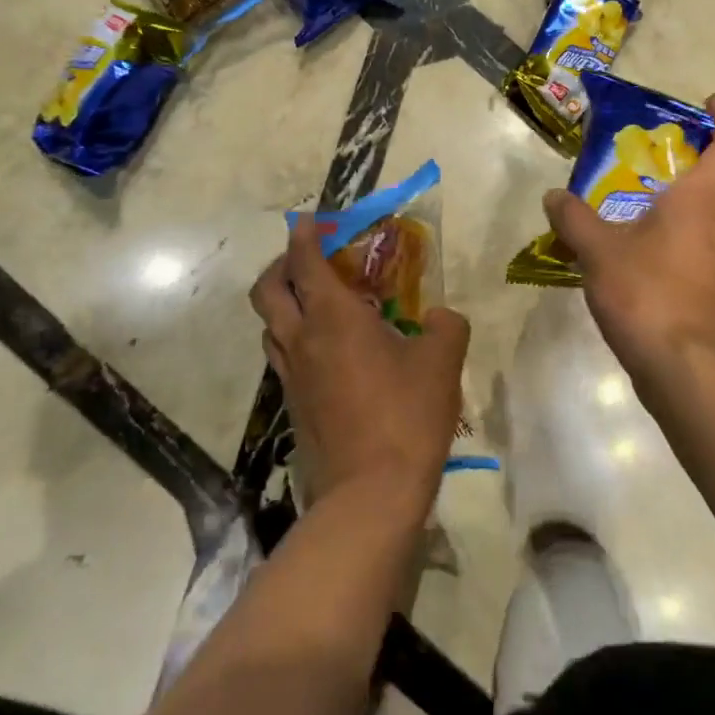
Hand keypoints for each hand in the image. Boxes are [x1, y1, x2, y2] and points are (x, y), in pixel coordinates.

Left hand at [250, 216, 469, 525]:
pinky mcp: (293, 407)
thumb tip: (440, 317)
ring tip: (318, 304)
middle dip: (280, 265)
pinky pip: (284, 357)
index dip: (304, 235)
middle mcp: (302, 339)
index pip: (305, 261)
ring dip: (284, 304)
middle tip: (307, 259)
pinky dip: (295, 340)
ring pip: (270, 326)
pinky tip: (328, 352)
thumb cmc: (406, 415)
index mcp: (333, 317)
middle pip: (267, 290)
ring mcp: (292, 376)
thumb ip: (446, 326)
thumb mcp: (442, 362)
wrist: (370, 494)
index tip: (308, 220)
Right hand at [543, 95, 714, 393]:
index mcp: (703, 200)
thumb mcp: (597, 250)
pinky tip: (658, 251)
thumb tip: (553, 197)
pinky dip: (697, 241)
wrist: (682, 366)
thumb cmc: (645, 292)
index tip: (714, 104)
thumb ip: (574, 218)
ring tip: (668, 205)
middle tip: (703, 161)